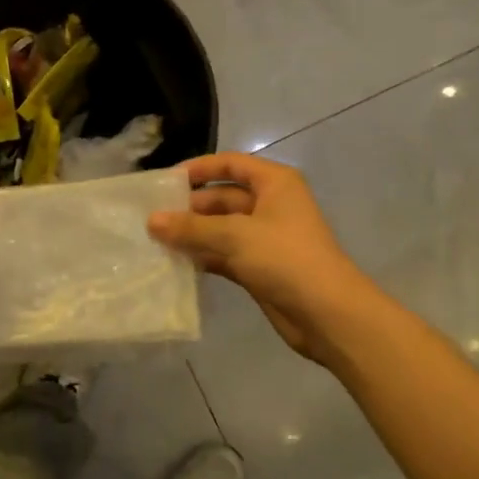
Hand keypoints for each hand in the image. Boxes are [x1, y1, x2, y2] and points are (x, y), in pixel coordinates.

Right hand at [149, 153, 375, 366]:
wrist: (328, 314)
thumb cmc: (285, 258)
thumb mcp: (235, 235)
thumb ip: (191, 227)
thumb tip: (151, 220)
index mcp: (274, 183)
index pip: (230, 163)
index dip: (198, 169)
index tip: (164, 182)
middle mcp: (270, 204)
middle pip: (222, 197)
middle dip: (189, 207)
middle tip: (151, 218)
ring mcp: (264, 238)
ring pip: (220, 228)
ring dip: (193, 234)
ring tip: (155, 240)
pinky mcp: (259, 267)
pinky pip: (223, 254)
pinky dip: (203, 256)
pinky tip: (175, 262)